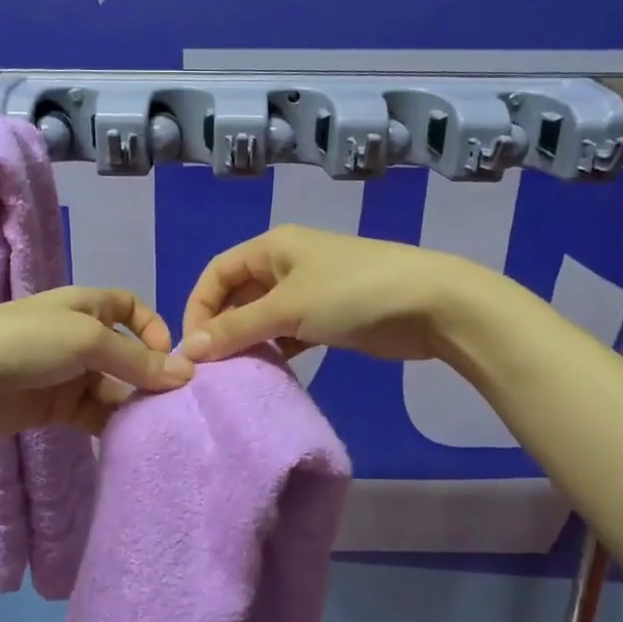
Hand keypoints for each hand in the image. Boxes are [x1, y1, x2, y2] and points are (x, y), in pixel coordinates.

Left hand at [0, 287, 192, 435]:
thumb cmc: (25, 341)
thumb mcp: (87, 340)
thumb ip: (136, 360)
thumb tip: (186, 374)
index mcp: (87, 307)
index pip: (131, 309)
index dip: (153, 328)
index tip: (169, 358)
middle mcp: (82, 338)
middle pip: (128, 354)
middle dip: (150, 375)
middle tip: (174, 405)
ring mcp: (68, 375)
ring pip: (114, 388)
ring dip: (133, 404)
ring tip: (155, 426)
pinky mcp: (56, 408)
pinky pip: (95, 415)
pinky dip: (112, 425)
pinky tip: (128, 439)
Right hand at [180, 225, 471, 363]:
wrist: (432, 304)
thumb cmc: (352, 294)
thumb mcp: (288, 307)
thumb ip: (237, 328)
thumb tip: (190, 350)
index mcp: (272, 247)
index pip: (217, 272)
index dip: (199, 306)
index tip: (193, 347)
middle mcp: (286, 264)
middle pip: (238, 294)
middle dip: (222, 327)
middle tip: (212, 368)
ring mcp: (310, 291)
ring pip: (263, 316)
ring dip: (248, 341)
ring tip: (235, 374)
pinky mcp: (330, 317)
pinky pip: (289, 332)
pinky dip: (276, 349)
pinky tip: (270, 372)